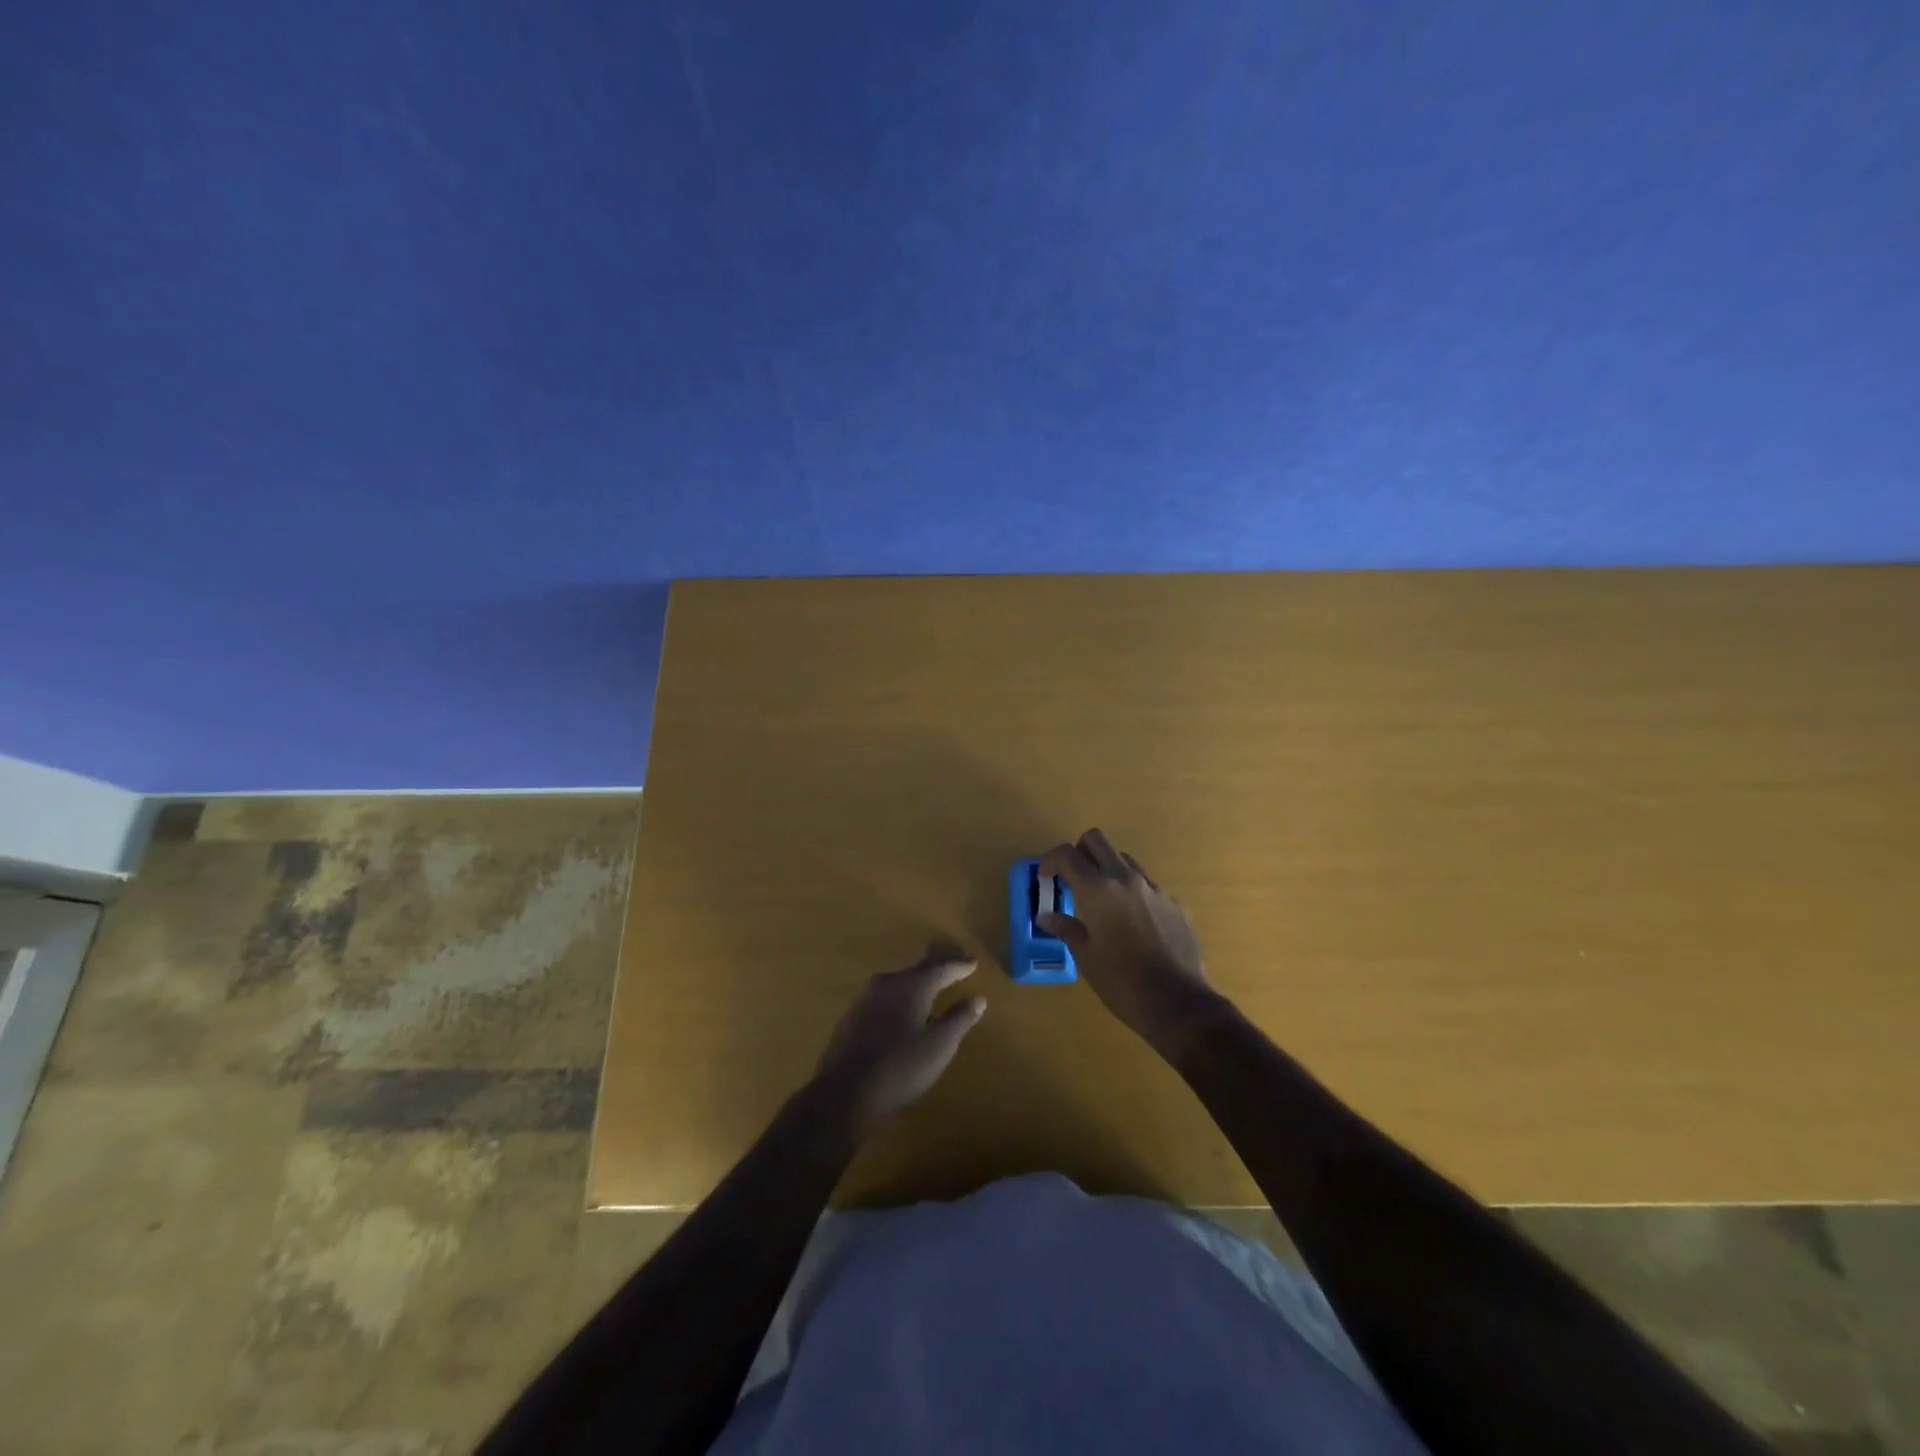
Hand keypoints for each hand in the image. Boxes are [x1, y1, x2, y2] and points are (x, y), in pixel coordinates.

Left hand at [813, 942, 986, 1132]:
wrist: (843, 1091)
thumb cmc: (900, 1067)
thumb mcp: (939, 1046)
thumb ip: (959, 1019)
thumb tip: (978, 998)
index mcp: (913, 985)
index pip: (941, 968)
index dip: (959, 965)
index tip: (973, 962)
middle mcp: (889, 982)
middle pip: (918, 967)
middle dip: (937, 962)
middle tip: (953, 956)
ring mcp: (866, 997)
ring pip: (899, 981)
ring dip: (917, 979)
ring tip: (930, 983)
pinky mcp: (853, 1015)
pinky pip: (885, 995)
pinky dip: (900, 995)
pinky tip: (901, 1008)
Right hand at [1040, 830, 1224, 1058]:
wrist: (1178, 1003)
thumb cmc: (1122, 982)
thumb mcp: (1086, 957)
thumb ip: (1066, 929)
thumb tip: (1046, 916)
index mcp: (1098, 890)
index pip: (1067, 854)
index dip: (1050, 860)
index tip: (1045, 877)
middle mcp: (1125, 879)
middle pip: (1097, 840)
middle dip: (1079, 851)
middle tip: (1072, 877)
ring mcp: (1153, 888)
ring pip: (1123, 858)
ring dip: (1106, 868)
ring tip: (1101, 900)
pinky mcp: (1173, 902)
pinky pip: (1145, 883)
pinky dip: (1131, 891)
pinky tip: (1131, 922)